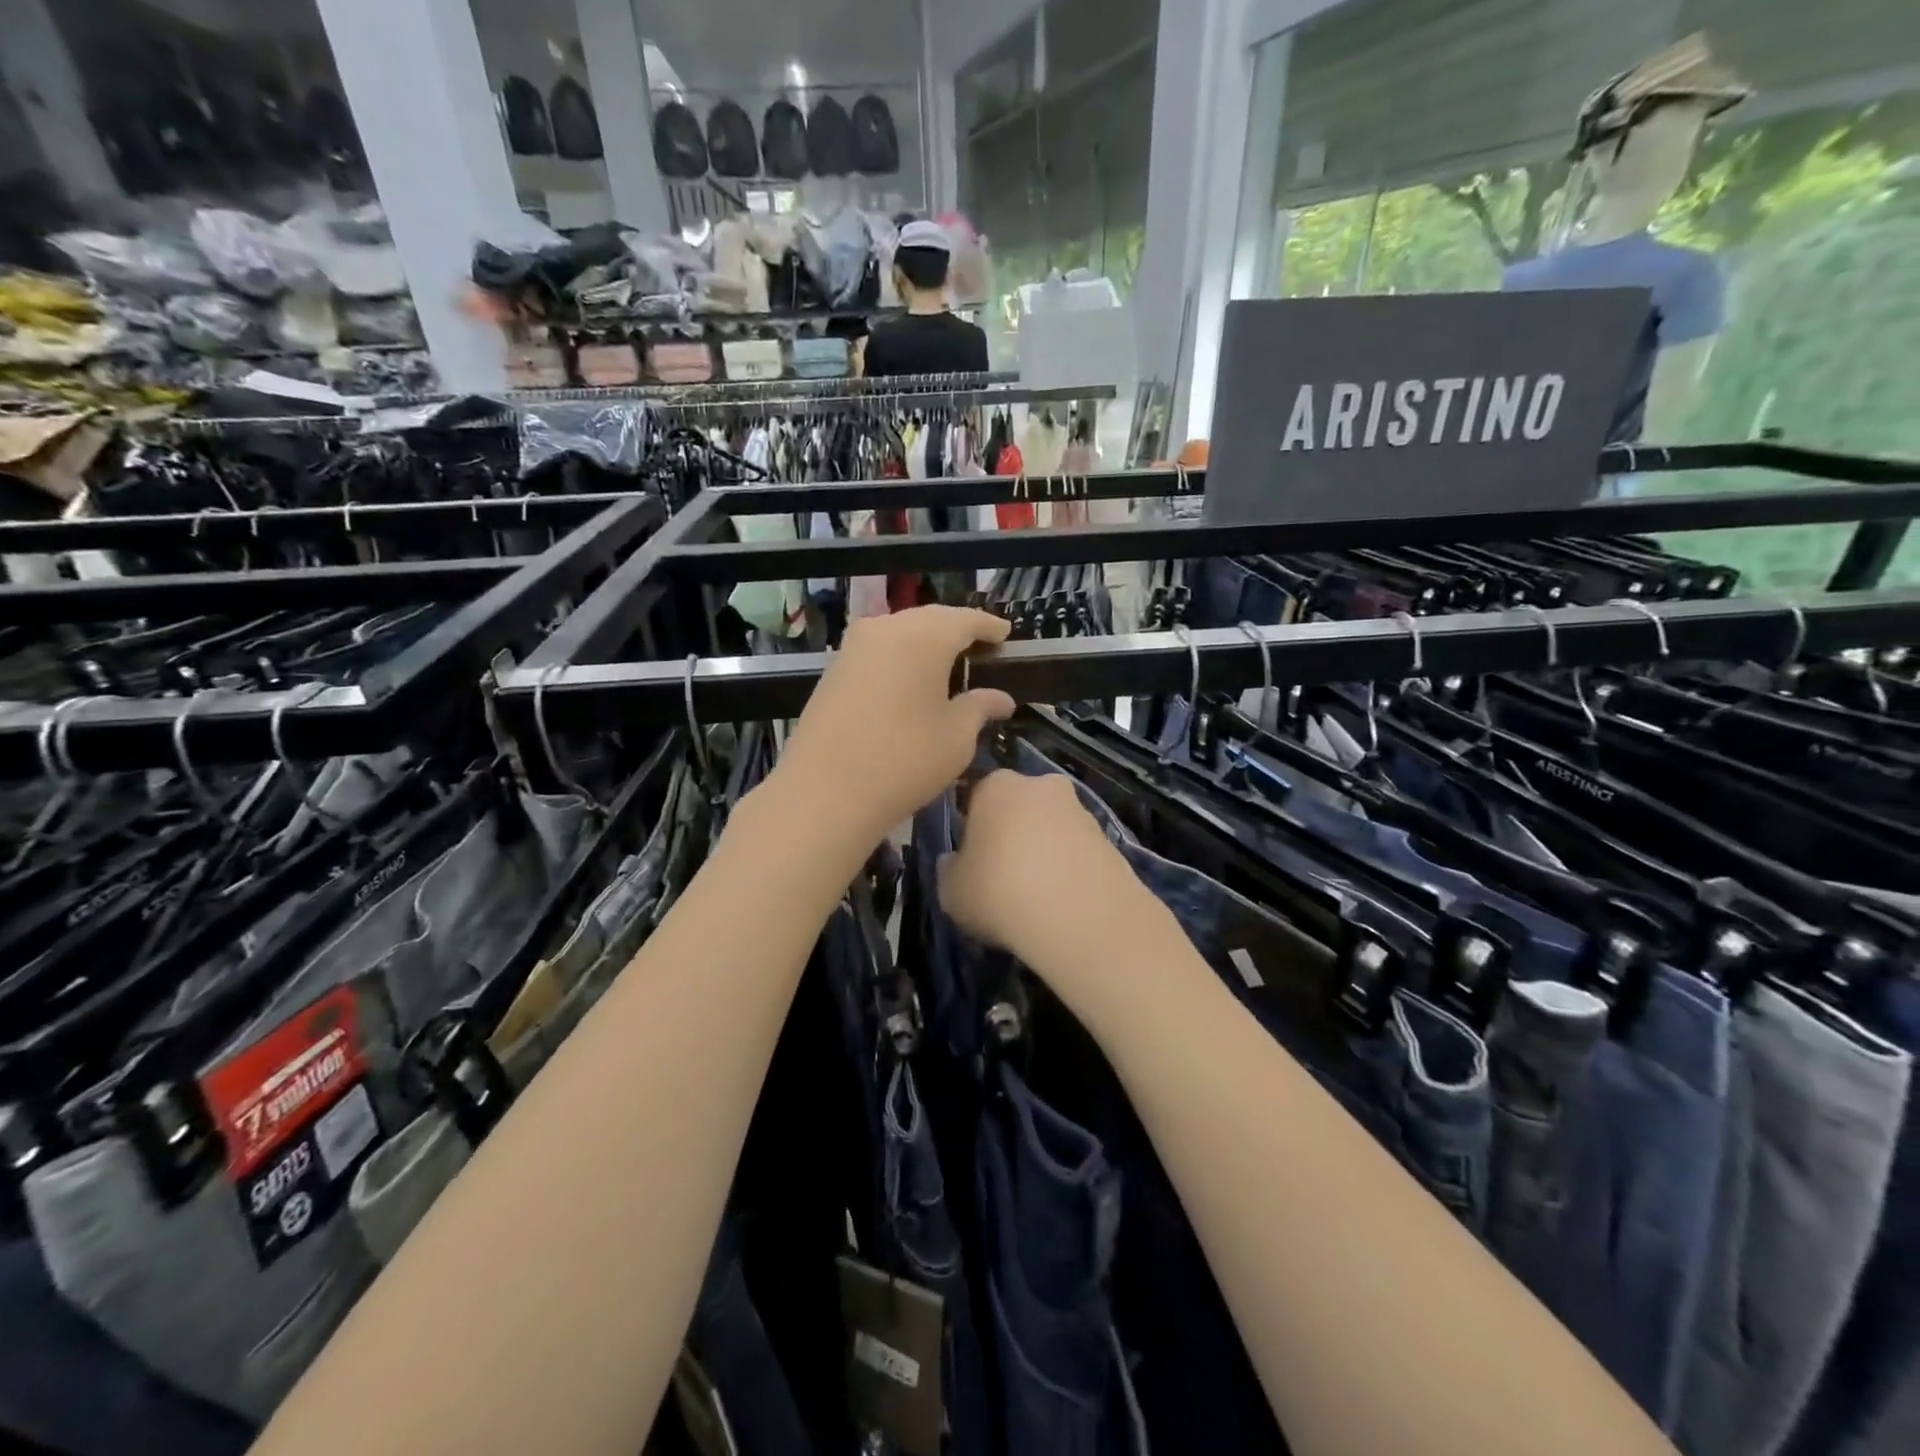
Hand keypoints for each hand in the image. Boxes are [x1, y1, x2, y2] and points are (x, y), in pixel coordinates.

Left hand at [775, 607, 1014, 849]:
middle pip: (930, 619)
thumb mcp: (956, 738)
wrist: (824, 792)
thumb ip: (980, 708)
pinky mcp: (834, 669)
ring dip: (926, 642)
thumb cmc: (904, 761)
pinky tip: (910, 680)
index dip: (989, 626)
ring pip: (900, 631)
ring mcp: (854, 647)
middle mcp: (886, 628)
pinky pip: (878, 650)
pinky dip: (901, 656)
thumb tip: (1001, 698)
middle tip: (980, 649)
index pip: (965, 620)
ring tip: (947, 665)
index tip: (1006, 635)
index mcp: (924, 636)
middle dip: (956, 630)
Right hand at [938, 769, 1148, 974]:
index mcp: (996, 785)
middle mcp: (1040, 784)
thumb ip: (949, 869)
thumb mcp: (950, 890)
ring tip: (1036, 896)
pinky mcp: (1110, 837)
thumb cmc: (1000, 892)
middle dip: (1011, 834)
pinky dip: (1069, 869)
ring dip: (1043, 852)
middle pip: (1018, 807)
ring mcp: (1080, 808)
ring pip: (1050, 828)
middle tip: (1003, 877)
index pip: (975, 798)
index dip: (971, 831)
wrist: (1081, 916)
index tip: (971, 862)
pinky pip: (1077, 851)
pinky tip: (1063, 902)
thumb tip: (955, 862)